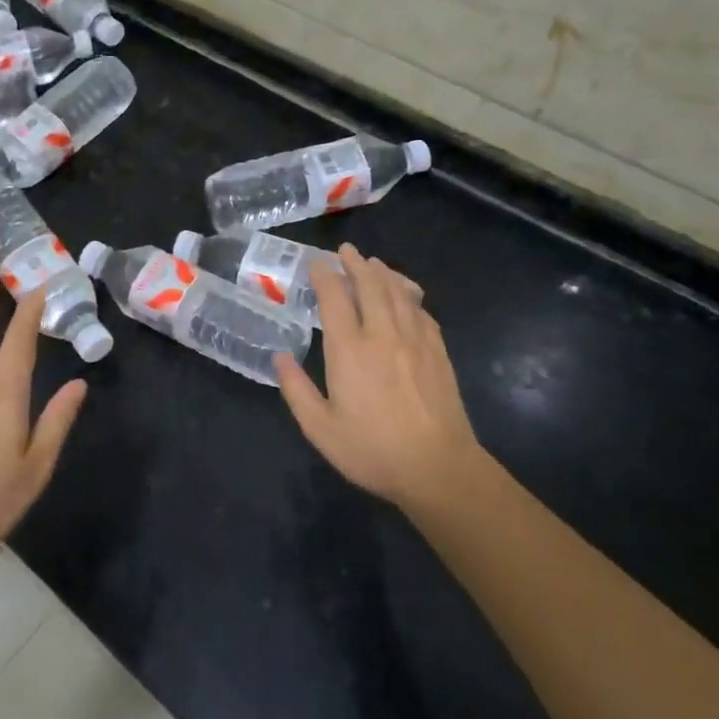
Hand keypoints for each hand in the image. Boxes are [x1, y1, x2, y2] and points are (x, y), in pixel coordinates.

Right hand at [275, 244, 482, 514]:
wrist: (438, 467)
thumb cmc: (372, 450)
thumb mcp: (320, 428)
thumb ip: (296, 389)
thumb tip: (280, 356)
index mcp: (349, 350)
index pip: (334, 298)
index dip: (324, 276)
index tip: (316, 263)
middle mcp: (382, 334)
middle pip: (370, 285)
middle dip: (356, 264)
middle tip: (346, 251)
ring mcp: (415, 340)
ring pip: (398, 293)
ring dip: (384, 273)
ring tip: (374, 263)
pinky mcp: (438, 351)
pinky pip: (422, 312)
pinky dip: (410, 296)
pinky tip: (407, 297)